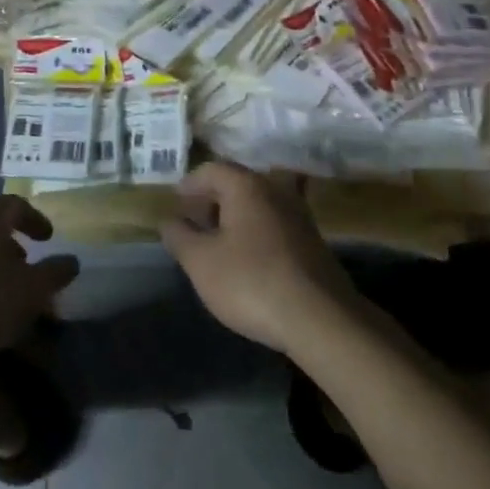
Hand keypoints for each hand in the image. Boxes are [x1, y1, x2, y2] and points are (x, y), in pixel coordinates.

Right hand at [159, 163, 359, 354]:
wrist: (320, 318)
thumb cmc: (250, 281)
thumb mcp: (201, 262)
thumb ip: (180, 237)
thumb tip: (168, 220)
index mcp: (246, 186)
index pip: (212, 170)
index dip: (190, 183)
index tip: (176, 201)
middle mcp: (275, 190)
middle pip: (238, 183)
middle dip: (213, 198)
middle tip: (194, 219)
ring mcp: (298, 215)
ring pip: (259, 203)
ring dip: (236, 215)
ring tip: (218, 239)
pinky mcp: (312, 241)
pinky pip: (274, 223)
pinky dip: (256, 230)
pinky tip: (248, 256)